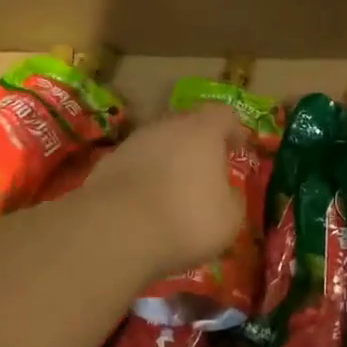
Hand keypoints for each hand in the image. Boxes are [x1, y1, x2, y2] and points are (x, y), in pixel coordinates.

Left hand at [82, 105, 247, 278]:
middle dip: (199, 145)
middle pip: (188, 126)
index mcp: (203, 131)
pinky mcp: (106, 164)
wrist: (115, 229)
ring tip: (174, 190)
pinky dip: (144, 178)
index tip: (239, 146)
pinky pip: (135, 165)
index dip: (234, 130)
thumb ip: (233, 198)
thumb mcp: (229, 218)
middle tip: (207, 169)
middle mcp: (167, 126)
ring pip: (158, 144)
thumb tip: (228, 192)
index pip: (224, 116)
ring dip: (168, 161)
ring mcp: (133, 142)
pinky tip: (146, 204)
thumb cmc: (186, 218)